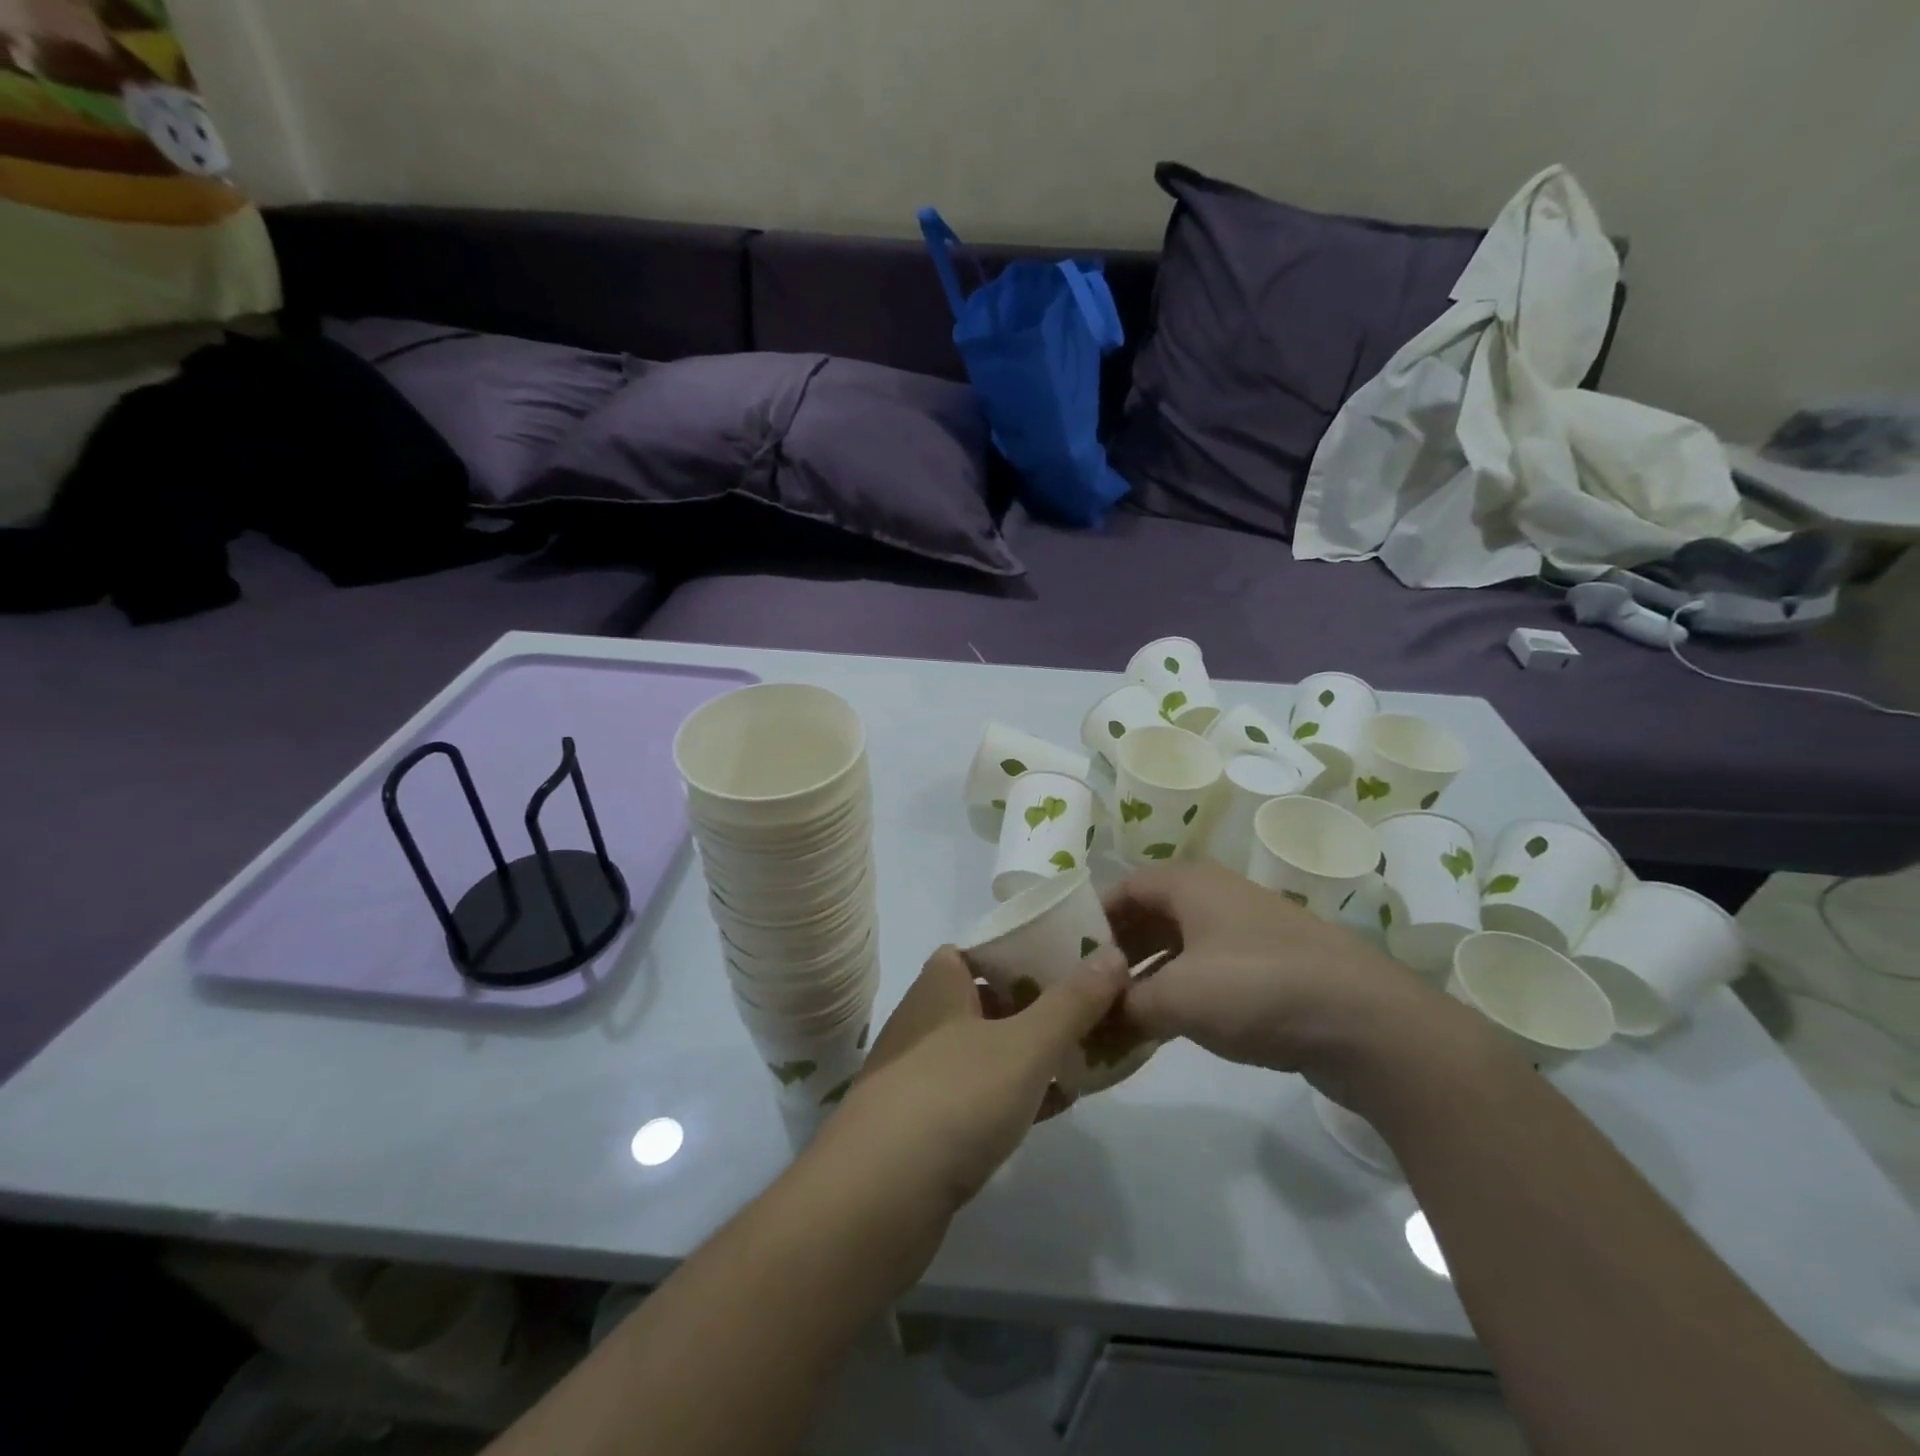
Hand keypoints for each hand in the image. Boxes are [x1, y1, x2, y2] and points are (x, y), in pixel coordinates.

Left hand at [812, 944, 1129, 1215]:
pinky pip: (980, 1095)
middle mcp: (926, 1020)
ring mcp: (922, 1073)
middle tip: (1091, 1011)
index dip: (1025, 950)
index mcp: (940, 984)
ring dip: (1030, 1053)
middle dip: (1039, 1005)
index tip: (1072, 960)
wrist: (876, 1199)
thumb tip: (1114, 953)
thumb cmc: (954, 1098)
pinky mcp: (925, 1124)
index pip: (983, 949)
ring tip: (1084, 1057)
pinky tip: (1053, 1107)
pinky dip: (1015, 1095)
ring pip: (988, 1049)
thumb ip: (1072, 1001)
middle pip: (990, 998)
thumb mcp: (1025, 1045)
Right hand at [1105, 863, 1461, 1102]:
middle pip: (1149, 916)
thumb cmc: (1258, 989)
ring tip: (1117, 1015)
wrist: (1368, 1024)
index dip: (1090, 919)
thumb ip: (1125, 1004)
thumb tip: (1092, 1015)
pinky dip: (1179, 992)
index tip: (1063, 955)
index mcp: (1190, 884)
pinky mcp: (1268, 967)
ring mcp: (1246, 931)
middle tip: (1087, 990)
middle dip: (1117, 953)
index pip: (1123, 888)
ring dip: (1147, 977)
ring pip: (1178, 947)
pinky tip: (1163, 1027)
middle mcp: (1216, 896)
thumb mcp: (1177, 998)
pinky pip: (1207, 971)